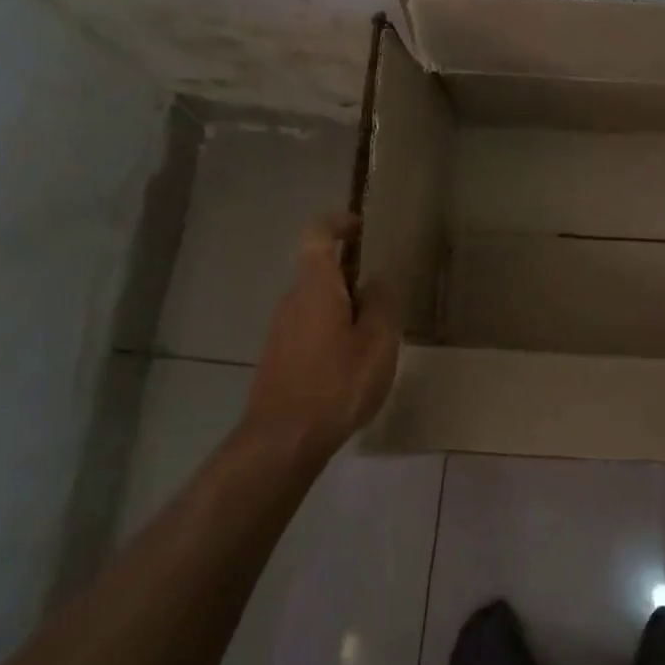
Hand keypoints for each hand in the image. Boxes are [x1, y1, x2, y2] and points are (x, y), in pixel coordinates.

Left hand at [245, 215, 399, 455]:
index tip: (362, 228)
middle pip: (320, 271)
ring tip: (376, 335)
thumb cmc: (336, 384)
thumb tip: (378, 280)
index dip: (339, 224)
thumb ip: (382, 304)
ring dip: (344, 308)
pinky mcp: (278, 357)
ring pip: (317, 303)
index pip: (318, 234)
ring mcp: (280, 330)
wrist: (282, 440)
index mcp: (316, 287)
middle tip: (386, 295)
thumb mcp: (377, 343)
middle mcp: (292, 300)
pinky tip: (352, 363)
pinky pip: (309, 328)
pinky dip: (332, 331)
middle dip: (353, 276)